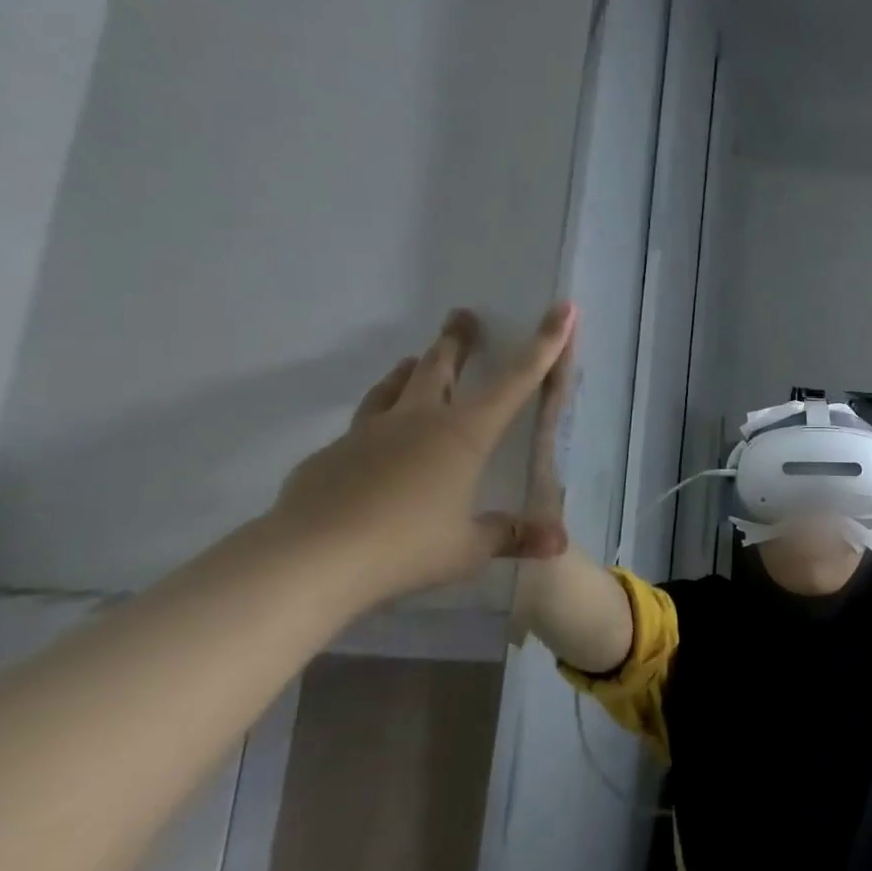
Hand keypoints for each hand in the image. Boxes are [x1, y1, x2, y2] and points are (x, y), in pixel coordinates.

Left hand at [268, 303, 575, 602]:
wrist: (309, 560)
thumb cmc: (405, 547)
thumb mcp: (468, 549)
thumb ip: (511, 536)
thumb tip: (558, 543)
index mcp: (464, 434)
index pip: (516, 381)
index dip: (544, 344)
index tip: (562, 309)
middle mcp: (419, 420)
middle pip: (441, 366)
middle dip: (457, 340)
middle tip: (462, 316)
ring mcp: (369, 433)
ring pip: (393, 386)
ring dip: (410, 370)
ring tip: (414, 361)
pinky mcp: (331, 454)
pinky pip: (360, 428)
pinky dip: (376, 423)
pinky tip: (373, 444)